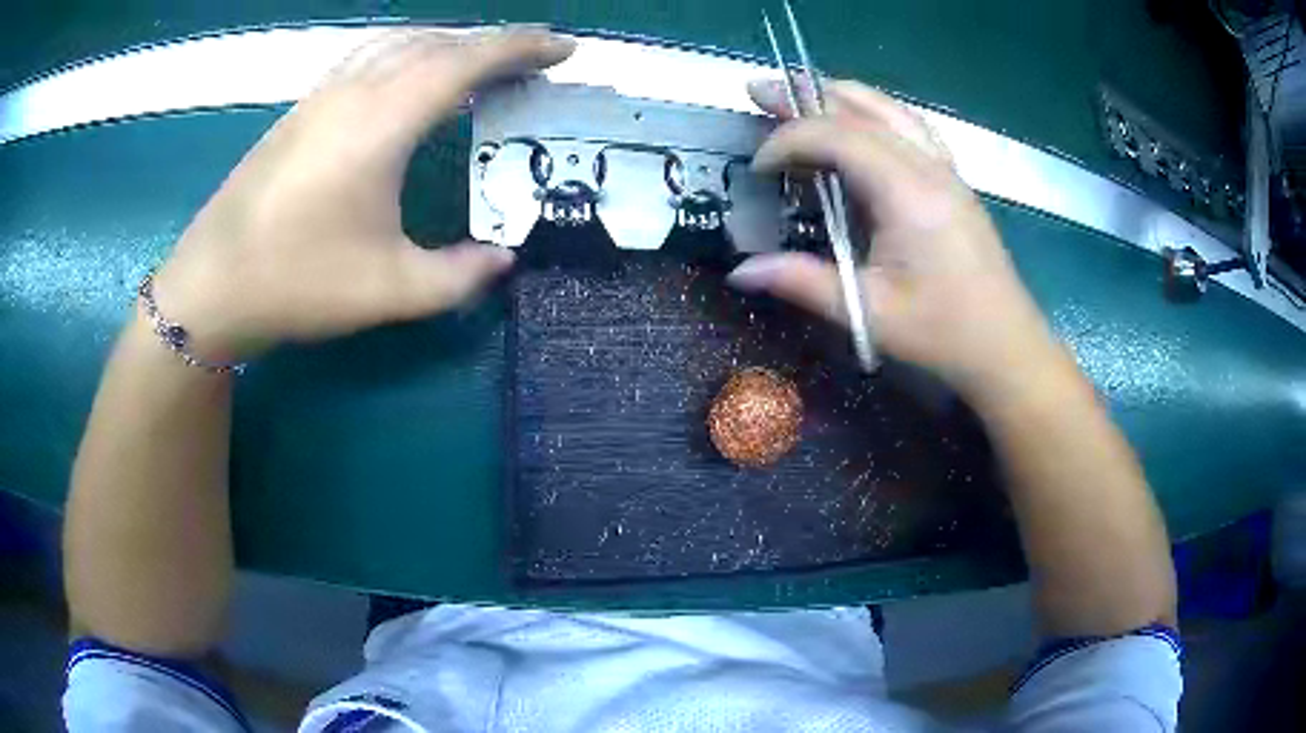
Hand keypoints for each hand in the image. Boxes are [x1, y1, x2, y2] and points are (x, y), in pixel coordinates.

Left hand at [151, 28, 575, 359]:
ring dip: (449, 44)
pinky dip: (409, 54)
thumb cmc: (297, 283)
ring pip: (399, 42)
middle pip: (437, 42)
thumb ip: (459, 276)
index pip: (466, 61)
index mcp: (382, 122)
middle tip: (533, 62)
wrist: (210, 287)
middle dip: (493, 43)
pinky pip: (369, 58)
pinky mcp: (301, 109)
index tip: (563, 50)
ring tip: (481, 65)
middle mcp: (354, 91)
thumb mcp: (389, 291)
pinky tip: (412, 79)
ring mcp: (322, 96)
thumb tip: (504, 259)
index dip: (522, 48)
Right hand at [728, 79, 1060, 400]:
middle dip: (805, 98)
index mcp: (907, 194)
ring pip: (890, 109)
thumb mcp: (868, 312)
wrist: (1006, 346)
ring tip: (801, 91)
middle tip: (759, 90)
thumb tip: (739, 270)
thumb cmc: (942, 334)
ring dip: (841, 95)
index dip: (789, 141)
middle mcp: (928, 167)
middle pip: (861, 110)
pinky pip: (911, 126)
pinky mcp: (953, 180)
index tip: (758, 169)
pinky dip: (876, 111)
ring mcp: (946, 170)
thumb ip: (803, 282)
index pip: (838, 137)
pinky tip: (861, 117)